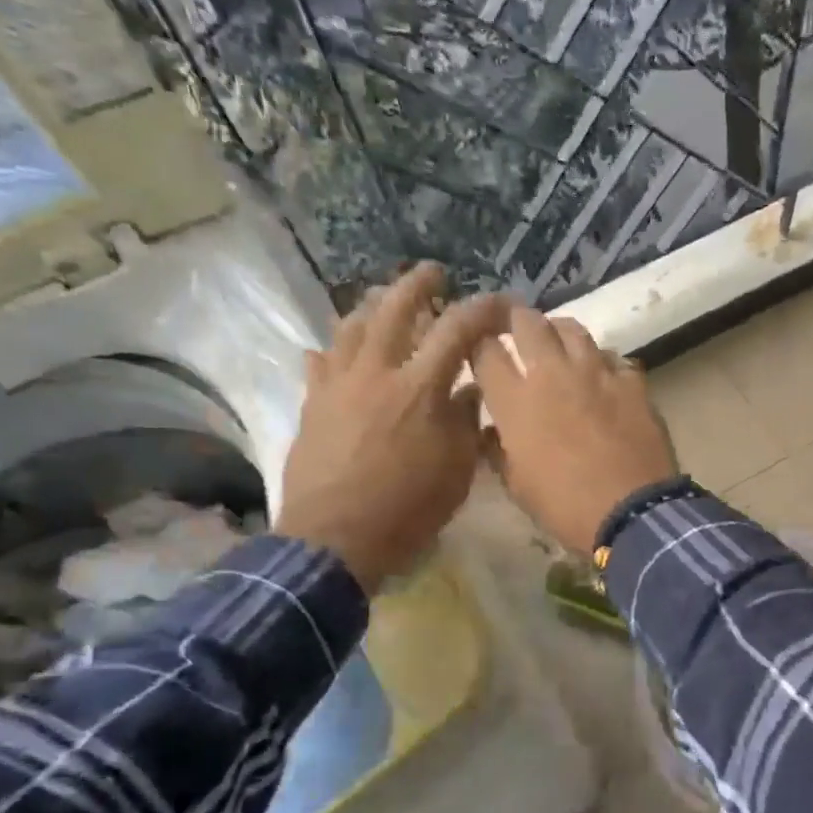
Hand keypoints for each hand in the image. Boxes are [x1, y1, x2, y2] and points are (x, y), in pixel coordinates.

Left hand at [275, 265, 507, 590]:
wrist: (336, 539)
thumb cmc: (407, 509)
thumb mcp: (457, 470)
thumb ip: (466, 423)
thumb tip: (471, 391)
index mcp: (420, 388)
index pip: (457, 330)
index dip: (482, 309)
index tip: (500, 302)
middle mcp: (377, 373)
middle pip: (395, 310)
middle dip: (418, 285)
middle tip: (433, 273)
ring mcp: (338, 385)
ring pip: (352, 327)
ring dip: (373, 307)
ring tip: (385, 301)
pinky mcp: (313, 405)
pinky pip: (319, 364)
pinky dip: (331, 351)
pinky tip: (333, 350)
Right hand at [472, 308, 677, 556]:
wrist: (632, 511)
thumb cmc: (565, 505)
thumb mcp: (518, 486)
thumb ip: (499, 450)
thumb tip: (490, 432)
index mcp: (516, 400)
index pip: (484, 351)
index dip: (477, 346)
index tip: (479, 350)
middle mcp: (553, 373)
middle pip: (528, 322)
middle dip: (515, 320)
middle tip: (515, 329)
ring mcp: (596, 372)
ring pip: (573, 329)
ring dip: (559, 332)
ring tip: (557, 343)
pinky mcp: (632, 381)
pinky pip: (612, 357)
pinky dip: (601, 361)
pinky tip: (602, 376)